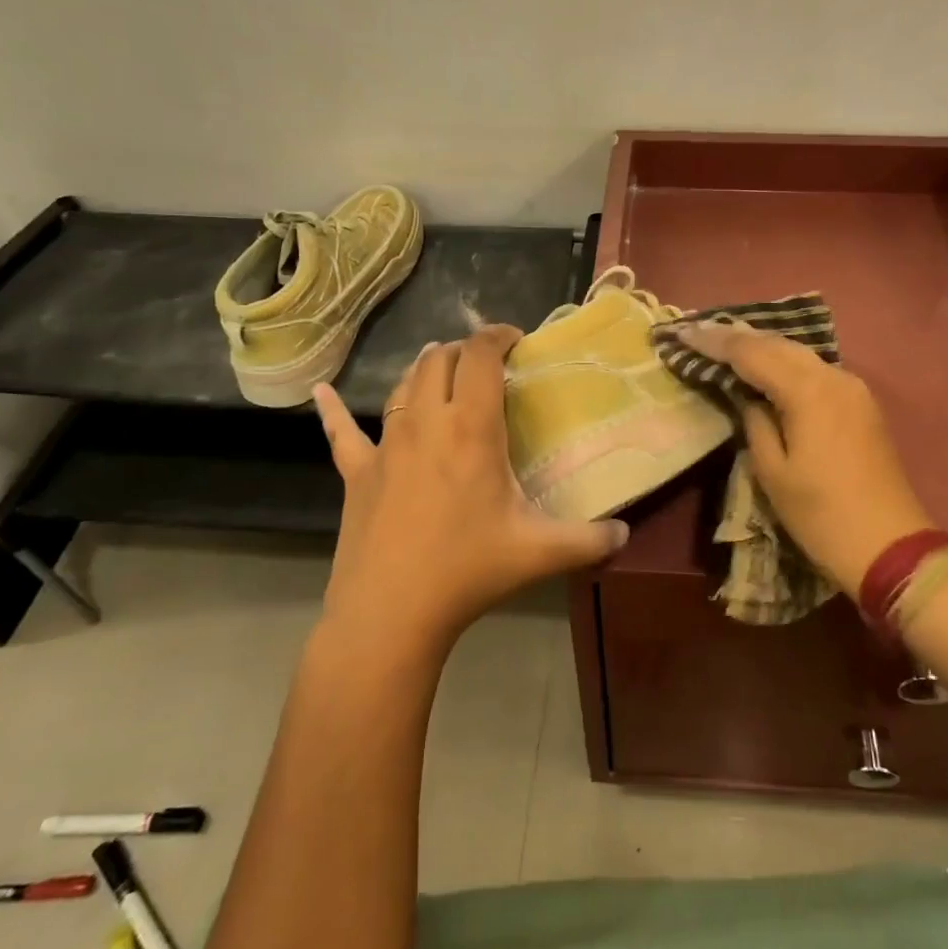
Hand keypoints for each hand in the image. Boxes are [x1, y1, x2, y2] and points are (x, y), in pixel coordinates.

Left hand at [313, 326, 628, 645]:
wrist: (390, 613)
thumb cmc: (468, 571)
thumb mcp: (540, 553)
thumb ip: (591, 539)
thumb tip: (626, 533)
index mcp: (472, 429)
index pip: (482, 357)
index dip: (498, 336)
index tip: (515, 338)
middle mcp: (427, 423)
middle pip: (440, 360)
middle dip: (464, 350)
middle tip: (486, 362)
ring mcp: (386, 445)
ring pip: (403, 385)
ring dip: (424, 369)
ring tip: (441, 368)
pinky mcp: (357, 471)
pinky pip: (340, 432)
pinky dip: (333, 410)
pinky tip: (321, 392)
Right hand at [668, 322, 932, 596]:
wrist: (889, 545)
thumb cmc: (821, 515)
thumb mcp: (773, 472)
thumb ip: (755, 423)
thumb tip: (748, 398)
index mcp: (808, 391)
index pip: (752, 353)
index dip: (715, 342)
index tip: (684, 333)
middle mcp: (833, 376)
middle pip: (778, 344)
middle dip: (737, 336)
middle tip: (700, 333)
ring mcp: (852, 387)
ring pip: (799, 353)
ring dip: (762, 346)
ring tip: (726, 343)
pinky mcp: (861, 403)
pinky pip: (815, 369)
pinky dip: (785, 363)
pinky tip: (767, 365)